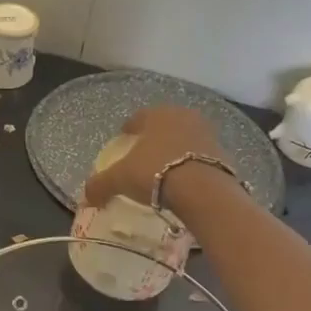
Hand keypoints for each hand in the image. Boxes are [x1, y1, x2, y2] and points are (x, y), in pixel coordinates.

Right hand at [81, 106, 227, 211]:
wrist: (203, 190)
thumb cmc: (155, 172)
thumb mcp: (119, 179)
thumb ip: (100, 185)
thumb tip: (86, 196)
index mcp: (157, 114)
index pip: (138, 117)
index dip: (128, 128)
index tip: (123, 138)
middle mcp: (183, 116)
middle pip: (164, 125)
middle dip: (154, 137)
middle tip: (144, 153)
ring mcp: (207, 133)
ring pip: (184, 138)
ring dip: (175, 149)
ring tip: (165, 168)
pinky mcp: (223, 153)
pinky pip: (200, 156)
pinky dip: (191, 164)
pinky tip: (184, 179)